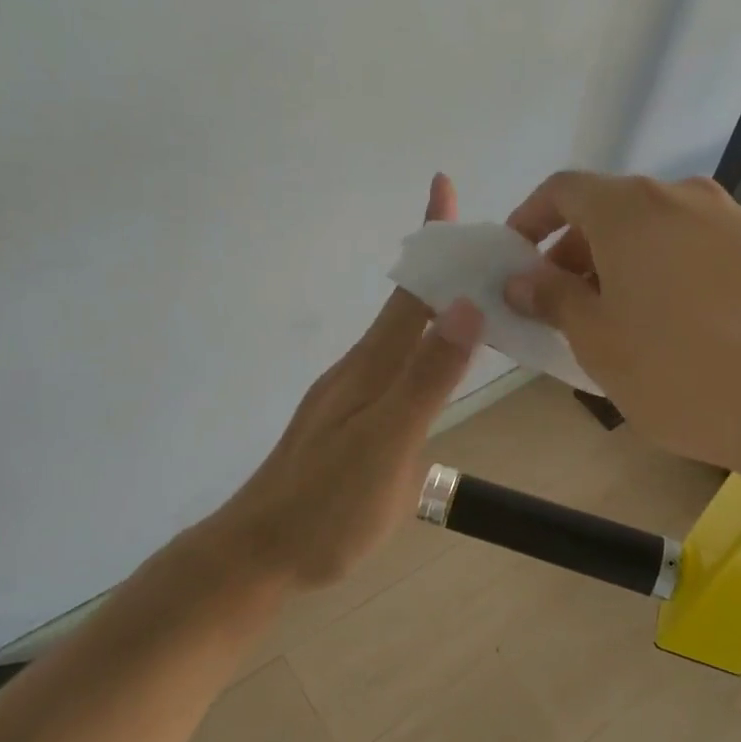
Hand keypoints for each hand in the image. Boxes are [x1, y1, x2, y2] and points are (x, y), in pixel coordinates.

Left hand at [216, 174, 483, 587]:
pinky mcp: (346, 424)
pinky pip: (392, 367)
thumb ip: (426, 379)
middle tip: (483, 246)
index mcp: (371, 367)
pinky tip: (433, 367)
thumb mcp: (387, 445)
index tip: (442, 186)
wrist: (256, 555)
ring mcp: (348, 397)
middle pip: (405, 306)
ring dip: (432, 306)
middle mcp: (358, 371)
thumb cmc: (326, 506)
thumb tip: (465, 304)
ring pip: (398, 338)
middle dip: (440, 267)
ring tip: (472, 295)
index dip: (431, 241)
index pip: (411, 291)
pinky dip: (421, 347)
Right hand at [502, 172, 740, 533]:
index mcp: (630, 209)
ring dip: (624, 267)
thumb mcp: (601, 344)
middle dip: (576, 253)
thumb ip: (554, 301)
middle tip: (563, 307)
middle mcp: (683, 197)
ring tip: (619, 325)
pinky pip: (698, 251)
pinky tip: (679, 331)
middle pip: (611, 210)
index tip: (515, 262)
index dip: (530, 220)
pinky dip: (669, 276)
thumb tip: (521, 279)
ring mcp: (734, 220)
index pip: (563, 190)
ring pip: (657, 232)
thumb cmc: (687, 373)